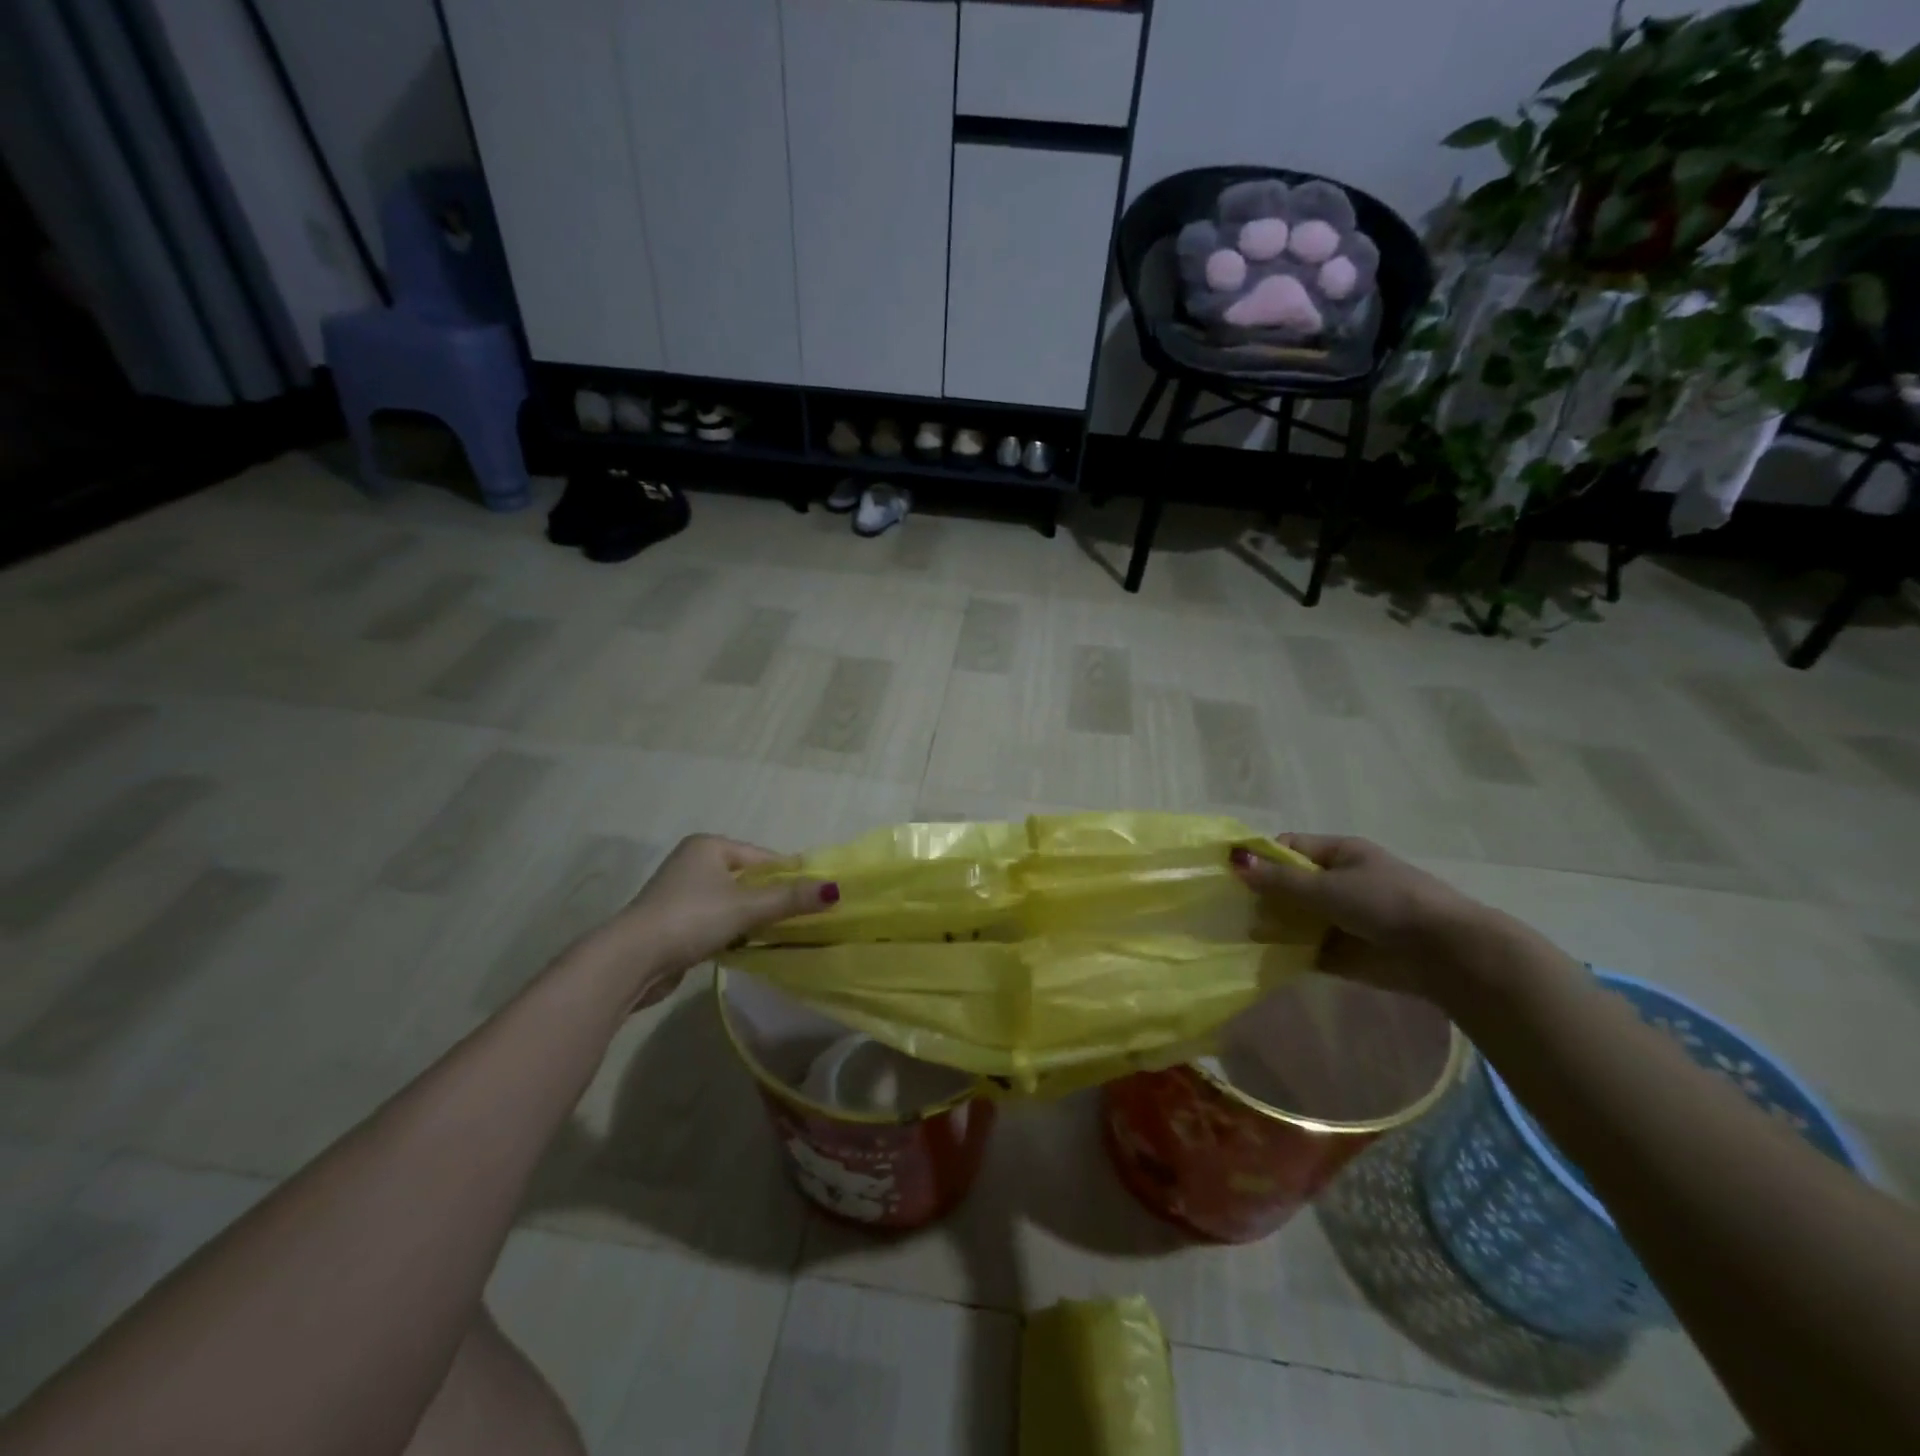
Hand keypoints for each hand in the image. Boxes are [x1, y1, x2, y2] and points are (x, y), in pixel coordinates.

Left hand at [587, 835, 836, 1009]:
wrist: (631, 959)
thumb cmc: (692, 918)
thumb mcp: (747, 907)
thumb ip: (790, 898)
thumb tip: (836, 889)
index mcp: (710, 846)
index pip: (763, 857)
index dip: (790, 876)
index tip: (816, 897)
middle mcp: (694, 862)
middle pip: (748, 879)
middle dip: (772, 899)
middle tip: (802, 918)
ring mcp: (681, 893)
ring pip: (732, 902)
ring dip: (752, 918)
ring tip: (779, 935)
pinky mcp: (674, 921)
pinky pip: (716, 920)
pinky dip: (733, 931)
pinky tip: (747, 947)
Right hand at [1230, 834, 1493, 1001]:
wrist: (1444, 955)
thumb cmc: (1387, 903)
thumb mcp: (1328, 887)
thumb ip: (1280, 880)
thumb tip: (1234, 861)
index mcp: (1339, 854)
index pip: (1289, 848)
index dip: (1261, 858)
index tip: (1232, 875)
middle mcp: (1338, 883)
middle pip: (1288, 884)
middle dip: (1261, 895)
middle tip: (1226, 907)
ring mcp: (1340, 919)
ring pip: (1293, 917)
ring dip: (1270, 925)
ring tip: (1235, 932)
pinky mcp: (1342, 953)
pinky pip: (1304, 948)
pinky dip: (1285, 952)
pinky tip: (1258, 956)